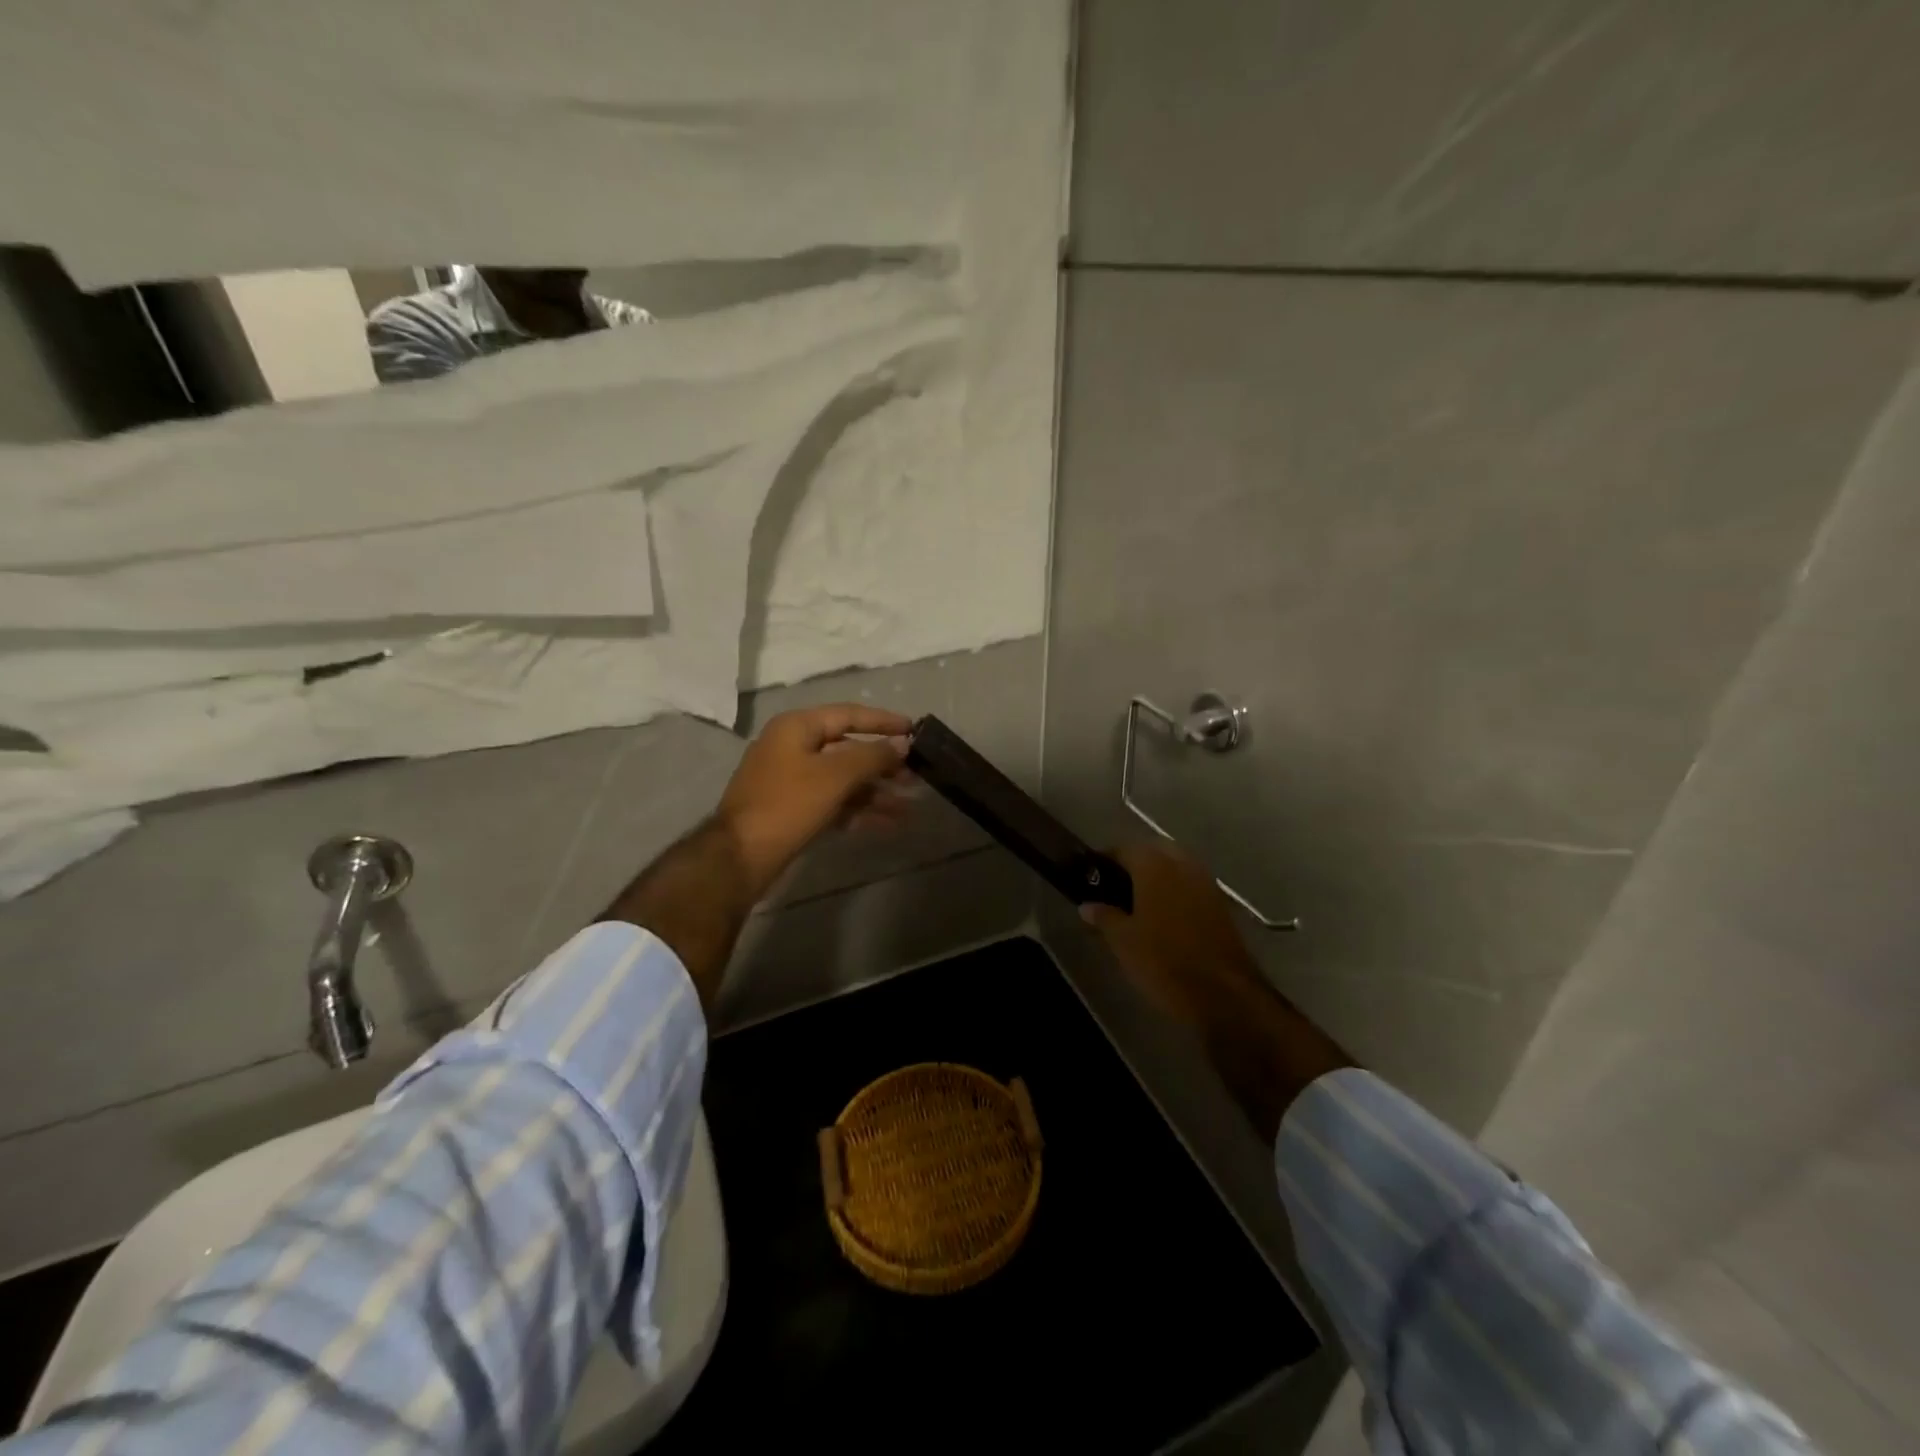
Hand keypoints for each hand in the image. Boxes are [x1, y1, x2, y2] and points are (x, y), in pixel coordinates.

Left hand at [717, 703, 914, 899]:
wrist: (740, 857)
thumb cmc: (788, 804)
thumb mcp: (834, 776)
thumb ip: (872, 756)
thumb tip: (902, 744)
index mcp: (797, 727)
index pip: (849, 715)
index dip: (883, 722)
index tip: (914, 730)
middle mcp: (793, 748)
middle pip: (847, 749)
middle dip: (882, 764)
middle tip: (915, 776)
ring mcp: (791, 780)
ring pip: (843, 779)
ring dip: (875, 792)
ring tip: (907, 807)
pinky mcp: (793, 809)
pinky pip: (833, 802)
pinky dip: (858, 810)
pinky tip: (887, 823)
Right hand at [1080, 841, 1267, 1027]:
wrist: (1223, 994)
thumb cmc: (1163, 960)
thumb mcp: (1122, 941)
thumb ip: (1104, 917)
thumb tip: (1087, 906)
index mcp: (1155, 865)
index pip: (1124, 849)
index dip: (1105, 861)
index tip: (1092, 876)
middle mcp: (1183, 864)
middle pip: (1154, 852)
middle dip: (1135, 864)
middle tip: (1116, 887)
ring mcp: (1206, 883)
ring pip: (1176, 867)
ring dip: (1158, 876)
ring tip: (1138, 902)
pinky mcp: (1221, 905)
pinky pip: (1191, 886)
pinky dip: (1176, 892)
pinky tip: (1163, 916)